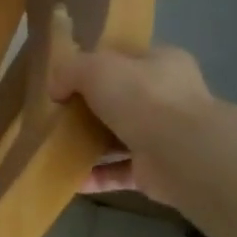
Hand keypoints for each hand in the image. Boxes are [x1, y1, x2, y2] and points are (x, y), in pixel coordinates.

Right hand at [49, 44, 215, 208]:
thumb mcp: (96, 67)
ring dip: (91, 144)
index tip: (66, 78)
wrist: (180, 152)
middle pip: (120, 99)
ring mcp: (163, 135)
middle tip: (57, 114)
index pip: (125, 58)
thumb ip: (70, 70)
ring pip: (119, 137)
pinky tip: (69, 178)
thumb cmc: (141, 97)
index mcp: (160, 63)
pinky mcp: (155, 170)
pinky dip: (95, 176)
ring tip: (56, 146)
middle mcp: (167, 97)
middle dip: (90, 107)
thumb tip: (56, 89)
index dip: (95, 64)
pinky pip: (118, 171)